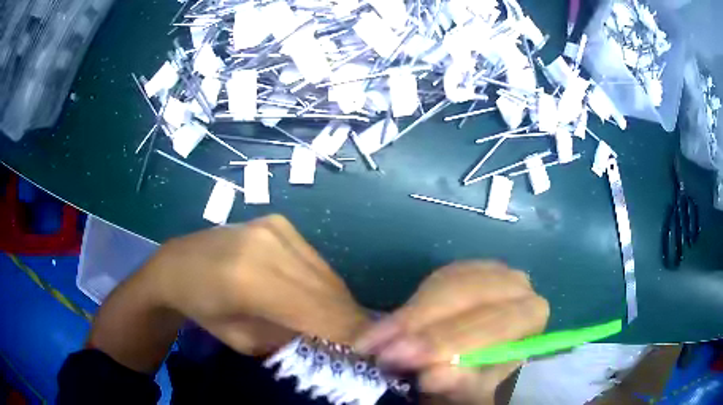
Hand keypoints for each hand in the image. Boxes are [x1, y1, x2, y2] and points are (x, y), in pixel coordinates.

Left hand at [146, 215, 369, 354]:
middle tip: (364, 340)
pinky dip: (323, 283)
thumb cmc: (204, 310)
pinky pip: (314, 260)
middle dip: (349, 319)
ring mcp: (275, 228)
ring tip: (344, 322)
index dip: (348, 332)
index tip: (369, 350)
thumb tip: (332, 337)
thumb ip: (291, 338)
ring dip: (338, 302)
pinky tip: (319, 297)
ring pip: (325, 273)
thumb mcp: (245, 341)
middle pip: (327, 290)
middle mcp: (268, 246)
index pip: (316, 311)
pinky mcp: (279, 223)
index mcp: (250, 281)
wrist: (180, 264)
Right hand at [354, 262, 548, 404]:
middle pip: (469, 298)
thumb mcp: (471, 388)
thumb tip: (433, 374)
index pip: (497, 322)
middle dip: (422, 327)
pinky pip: (434, 281)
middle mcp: (516, 284)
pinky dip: (409, 306)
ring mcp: (489, 270)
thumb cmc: (483, 376)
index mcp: (531, 315)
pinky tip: (389, 327)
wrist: (483, 355)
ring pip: (446, 285)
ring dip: (408, 317)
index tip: (405, 358)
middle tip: (380, 352)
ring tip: (372, 343)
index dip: (450, 341)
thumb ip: (460, 381)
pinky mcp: (465, 268)